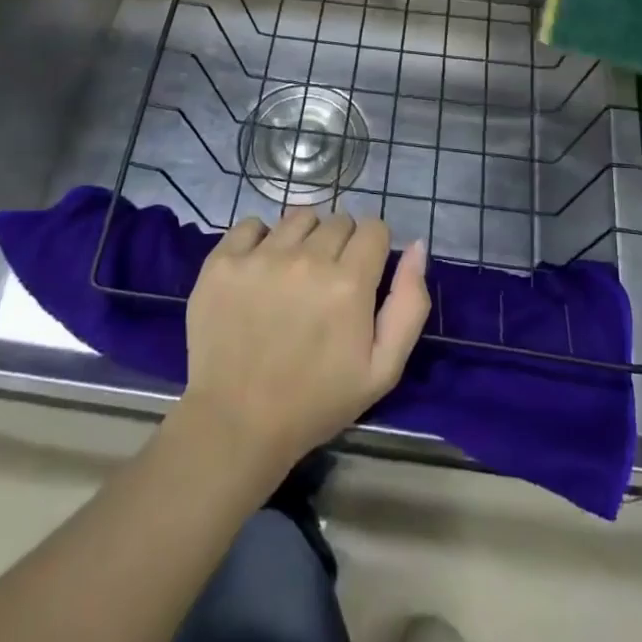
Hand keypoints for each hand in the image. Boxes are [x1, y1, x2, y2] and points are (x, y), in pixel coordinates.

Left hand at [180, 209, 429, 475]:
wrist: (235, 424)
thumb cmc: (316, 401)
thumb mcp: (383, 369)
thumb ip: (409, 304)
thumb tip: (417, 246)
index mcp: (348, 283)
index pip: (374, 228)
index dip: (373, 249)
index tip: (363, 275)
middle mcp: (306, 258)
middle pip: (338, 220)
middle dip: (340, 245)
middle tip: (327, 283)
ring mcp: (260, 256)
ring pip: (298, 217)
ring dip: (304, 238)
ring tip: (294, 275)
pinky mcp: (223, 261)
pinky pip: (251, 224)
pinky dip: (259, 240)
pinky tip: (259, 271)